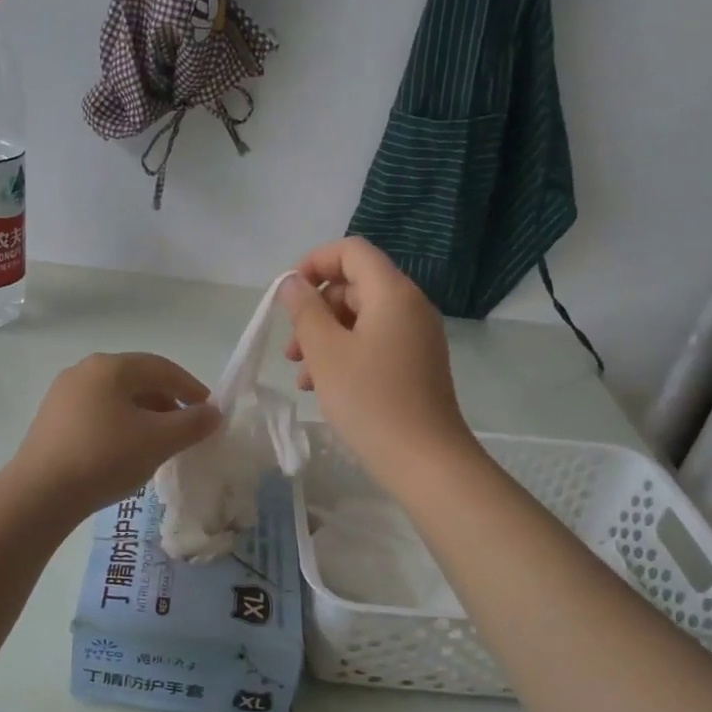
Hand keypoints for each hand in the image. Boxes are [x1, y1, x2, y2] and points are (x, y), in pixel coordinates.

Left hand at [11, 353, 221, 516]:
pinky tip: (127, 453)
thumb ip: (192, 424)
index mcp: (110, 366)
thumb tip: (213, 413)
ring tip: (160, 445)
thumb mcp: (158, 441)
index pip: (162, 368)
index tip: (209, 412)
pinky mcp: (52, 421)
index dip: (191, 388)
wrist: (40, 494)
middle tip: (187, 430)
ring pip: (117, 399)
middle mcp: (84, 371)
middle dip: (168, 404)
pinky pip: (98, 415)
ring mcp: (63, 395)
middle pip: (138, 381)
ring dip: (145, 417)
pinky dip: (121, 427)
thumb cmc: (105, 457)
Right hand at [280, 239, 475, 486]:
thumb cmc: (369, 400)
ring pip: (361, 320)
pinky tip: (323, 388)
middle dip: (316, 310)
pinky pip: (375, 344)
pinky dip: (346, 356)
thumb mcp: (325, 352)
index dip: (314, 262)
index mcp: (392, 293)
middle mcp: (410, 306)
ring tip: (302, 376)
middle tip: (291, 348)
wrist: (424, 460)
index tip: (288, 294)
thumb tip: (292, 283)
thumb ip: (304, 310)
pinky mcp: (416, 365)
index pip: (351, 251)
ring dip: (326, 339)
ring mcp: (416, 337)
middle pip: (355, 286)